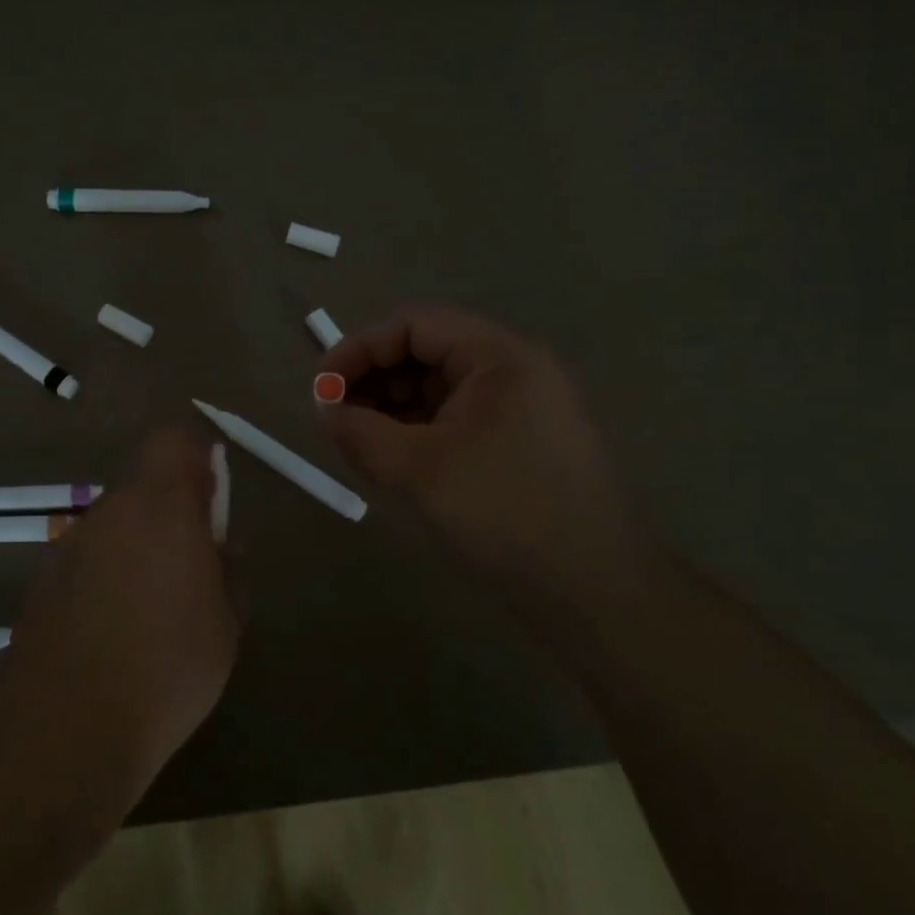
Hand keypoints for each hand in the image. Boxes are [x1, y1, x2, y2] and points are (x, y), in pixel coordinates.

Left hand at [3, 427, 236, 800]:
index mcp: (159, 506)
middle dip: (172, 512)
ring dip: (139, 546)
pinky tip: (116, 631)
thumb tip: (219, 548)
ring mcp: (70, 546)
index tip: (213, 498)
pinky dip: (108, 576)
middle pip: (144, 486)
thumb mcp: (225, 622)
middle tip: (195, 565)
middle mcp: (109, 512)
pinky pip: (90, 559)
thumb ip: (226, 569)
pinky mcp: (44, 581)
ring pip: (116, 524)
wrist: (67, 730)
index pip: (174, 441)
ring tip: (156, 609)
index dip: (198, 458)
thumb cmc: (167, 669)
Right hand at [318, 306, 644, 592]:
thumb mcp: (418, 470)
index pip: (414, 325)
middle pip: (427, 351)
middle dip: (374, 379)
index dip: (360, 349)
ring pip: (439, 388)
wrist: (593, 589)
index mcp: (499, 357)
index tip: (321, 389)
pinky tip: (394, 458)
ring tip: (358, 442)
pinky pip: (457, 418)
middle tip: (336, 419)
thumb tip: (323, 410)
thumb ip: (360, 432)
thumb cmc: (504, 514)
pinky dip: (418, 430)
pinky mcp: (519, 442)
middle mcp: (514, 370)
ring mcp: (521, 407)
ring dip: (392, 407)